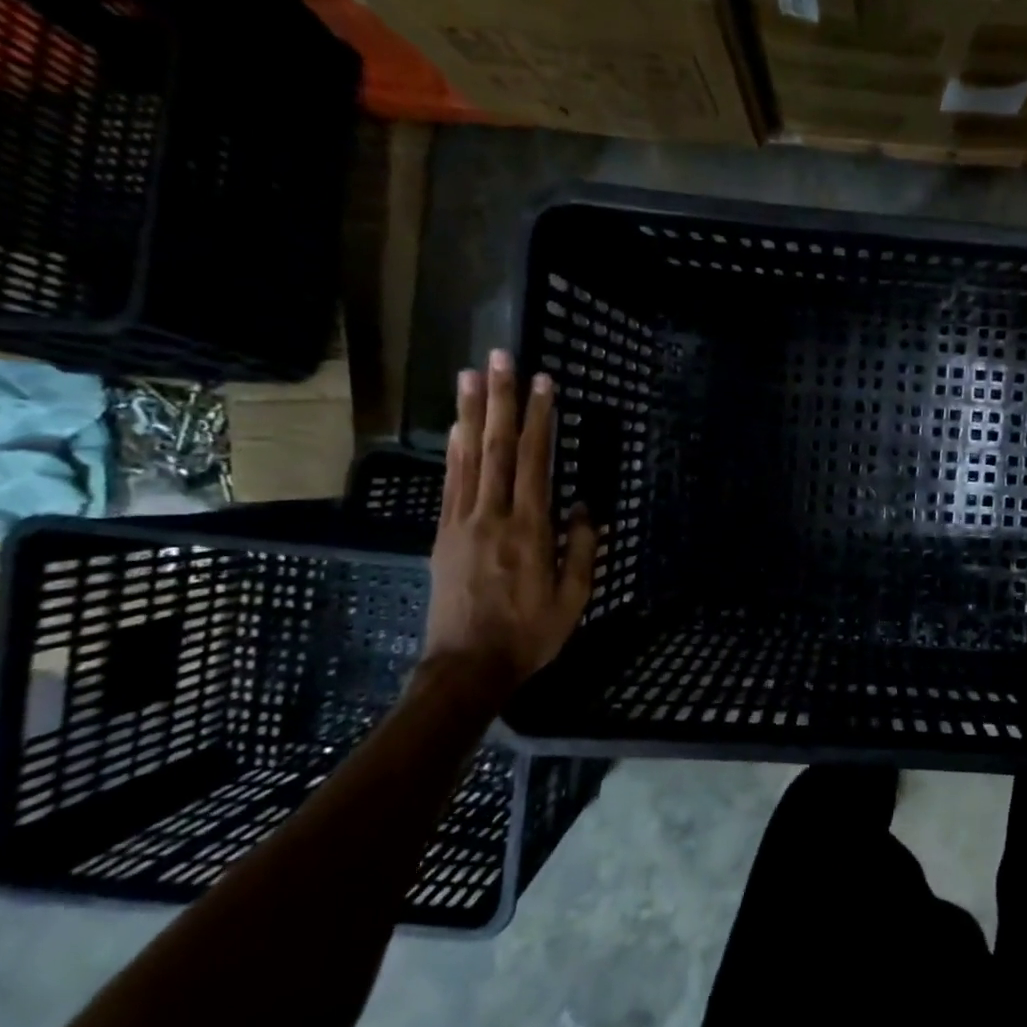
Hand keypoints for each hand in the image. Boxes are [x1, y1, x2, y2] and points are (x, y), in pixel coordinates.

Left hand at [423, 349, 598, 690]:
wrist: (466, 667)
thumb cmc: (529, 634)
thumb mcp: (574, 598)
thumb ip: (582, 549)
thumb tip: (583, 507)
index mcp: (529, 530)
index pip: (535, 462)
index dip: (540, 419)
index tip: (545, 383)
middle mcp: (492, 516)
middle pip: (497, 447)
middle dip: (501, 400)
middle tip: (500, 359)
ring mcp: (462, 523)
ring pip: (468, 457)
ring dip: (471, 413)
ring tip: (470, 376)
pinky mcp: (443, 535)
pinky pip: (451, 482)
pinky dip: (455, 449)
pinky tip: (458, 428)